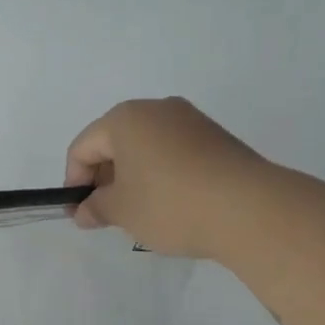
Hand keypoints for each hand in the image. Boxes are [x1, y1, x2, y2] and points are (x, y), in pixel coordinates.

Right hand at [64, 98, 266, 257]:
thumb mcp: (121, 211)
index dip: (74, 182)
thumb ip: (95, 207)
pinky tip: (170, 205)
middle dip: (104, 178)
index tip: (80, 213)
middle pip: (114, 143)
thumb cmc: (170, 204)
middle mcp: (157, 109)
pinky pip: (173, 153)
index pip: (83, 148)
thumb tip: (84, 210)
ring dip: (133, 178)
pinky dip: (161, 175)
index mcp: (125, 118)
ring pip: (145, 148)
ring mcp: (191, 121)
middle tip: (106, 215)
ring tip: (139, 213)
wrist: (250, 209)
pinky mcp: (217, 138)